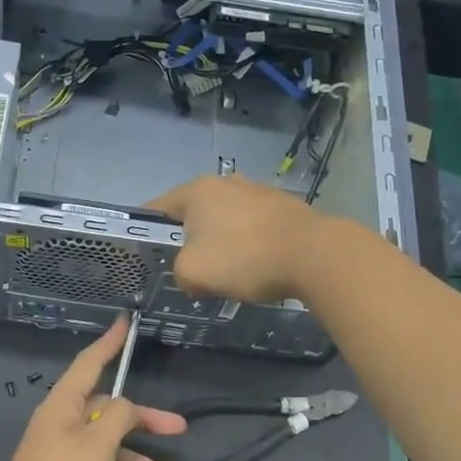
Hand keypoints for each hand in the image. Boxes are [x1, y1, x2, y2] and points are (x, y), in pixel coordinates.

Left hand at [0, 317, 186, 460]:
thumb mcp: (98, 444)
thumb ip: (118, 417)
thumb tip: (124, 405)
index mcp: (63, 407)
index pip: (89, 364)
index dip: (109, 343)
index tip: (125, 323)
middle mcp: (60, 427)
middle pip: (107, 413)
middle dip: (142, 423)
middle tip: (178, 429)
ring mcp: (60, 460)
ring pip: (106, 453)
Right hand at [147, 175, 322, 303]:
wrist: (314, 255)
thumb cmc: (244, 258)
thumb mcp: (193, 273)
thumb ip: (180, 274)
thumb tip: (192, 277)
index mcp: (198, 191)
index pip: (157, 207)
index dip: (146, 231)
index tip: (145, 253)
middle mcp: (227, 182)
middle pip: (193, 213)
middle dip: (187, 238)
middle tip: (187, 267)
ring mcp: (259, 191)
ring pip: (225, 219)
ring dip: (221, 241)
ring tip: (225, 271)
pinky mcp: (285, 207)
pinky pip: (253, 227)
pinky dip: (248, 244)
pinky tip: (255, 266)